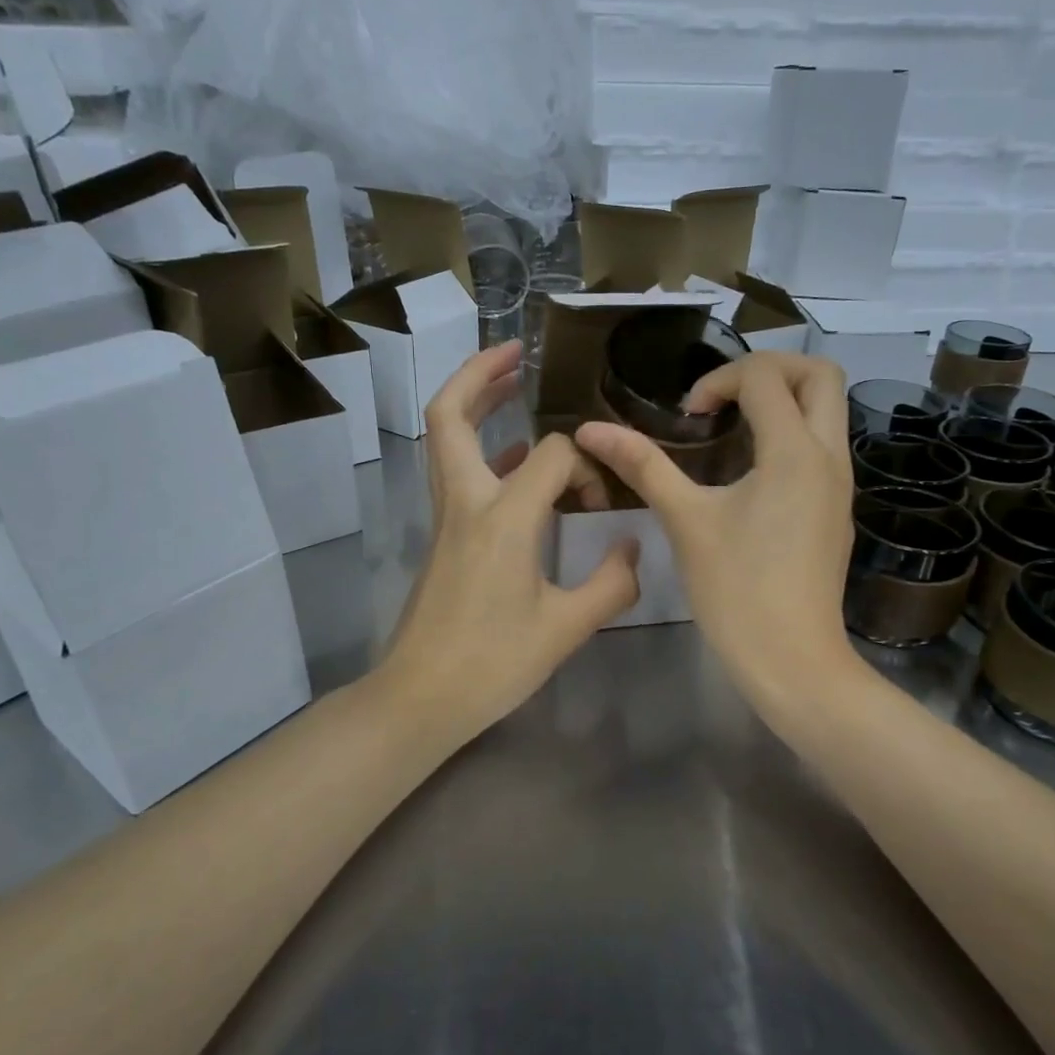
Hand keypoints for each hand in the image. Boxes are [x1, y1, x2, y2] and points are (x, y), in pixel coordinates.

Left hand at [378, 341, 640, 741]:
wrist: (420, 698)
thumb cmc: (492, 664)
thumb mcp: (565, 629)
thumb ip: (611, 584)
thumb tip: (634, 549)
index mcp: (501, 519)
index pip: (549, 454)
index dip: (584, 466)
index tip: (602, 503)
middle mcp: (466, 504)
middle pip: (450, 417)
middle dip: (479, 374)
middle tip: (518, 355)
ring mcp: (446, 519)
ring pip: (446, 441)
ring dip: (476, 406)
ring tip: (515, 389)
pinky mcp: (443, 537)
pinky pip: (459, 474)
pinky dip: (486, 452)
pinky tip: (519, 465)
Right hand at [575, 352, 854, 702]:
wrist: (792, 660)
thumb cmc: (735, 590)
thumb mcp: (685, 521)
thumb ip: (643, 466)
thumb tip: (590, 429)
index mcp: (794, 452)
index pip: (765, 377)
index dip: (719, 381)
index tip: (689, 418)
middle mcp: (829, 456)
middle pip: (820, 374)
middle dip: (770, 368)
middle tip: (724, 396)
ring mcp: (841, 484)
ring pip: (829, 410)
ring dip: (784, 399)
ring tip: (733, 428)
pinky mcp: (837, 509)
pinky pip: (824, 446)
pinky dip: (792, 433)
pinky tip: (750, 472)